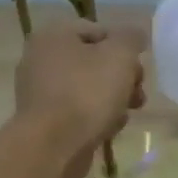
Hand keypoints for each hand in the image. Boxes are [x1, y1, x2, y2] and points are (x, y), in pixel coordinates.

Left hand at [15, 20, 148, 177]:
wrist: (54, 147)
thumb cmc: (87, 93)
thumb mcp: (120, 55)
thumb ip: (131, 38)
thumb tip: (134, 36)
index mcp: (54, 35)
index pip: (98, 30)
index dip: (124, 48)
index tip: (138, 69)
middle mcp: (40, 59)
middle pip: (94, 62)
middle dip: (122, 78)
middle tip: (137, 94)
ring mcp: (39, 92)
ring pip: (88, 88)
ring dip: (112, 99)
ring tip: (125, 115)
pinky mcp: (44, 121)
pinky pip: (77, 112)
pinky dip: (95, 118)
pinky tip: (108, 130)